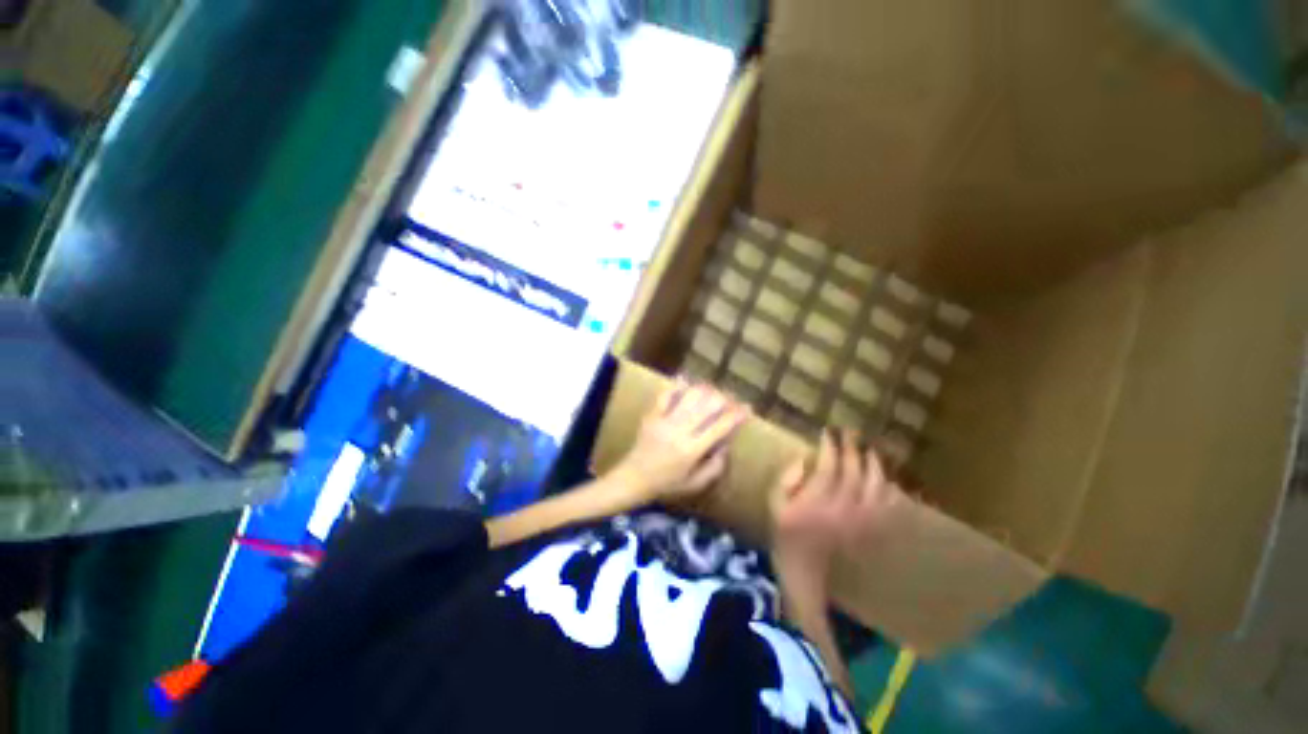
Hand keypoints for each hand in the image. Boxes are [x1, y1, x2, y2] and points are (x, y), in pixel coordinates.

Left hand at [609, 380, 751, 503]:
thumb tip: (727, 445)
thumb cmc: (666, 485)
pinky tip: (686, 380)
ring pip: (688, 397)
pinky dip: (676, 386)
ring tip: (714, 390)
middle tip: (732, 398)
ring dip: (705, 390)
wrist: (633, 479)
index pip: (719, 427)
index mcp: (691, 450)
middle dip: (724, 399)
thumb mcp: (694, 484)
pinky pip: (664, 395)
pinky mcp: (652, 415)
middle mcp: (679, 431)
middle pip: (706, 407)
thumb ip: (715, 467)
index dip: (736, 416)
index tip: (747, 408)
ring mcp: (663, 421)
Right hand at [770, 429, 901, 592]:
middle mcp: (842, 509)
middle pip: (854, 473)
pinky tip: (887, 481)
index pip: (828, 467)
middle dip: (852, 449)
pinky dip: (891, 492)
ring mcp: (861, 522)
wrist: (805, 568)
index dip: (829, 446)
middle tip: (850, 433)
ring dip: (875, 466)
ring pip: (876, 487)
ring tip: (870, 451)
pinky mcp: (871, 531)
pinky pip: (888, 508)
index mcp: (816, 502)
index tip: (827, 432)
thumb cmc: (786, 531)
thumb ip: (786, 479)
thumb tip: (804, 460)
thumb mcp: (774, 503)